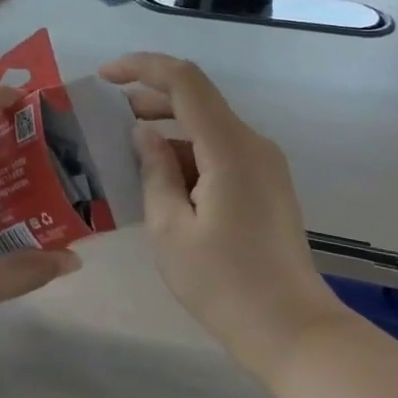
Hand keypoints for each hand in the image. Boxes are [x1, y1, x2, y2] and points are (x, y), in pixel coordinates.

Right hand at [100, 53, 347, 378]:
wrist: (292, 330)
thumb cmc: (223, 283)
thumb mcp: (170, 229)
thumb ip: (154, 171)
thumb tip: (145, 134)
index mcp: (229, 148)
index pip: (184, 81)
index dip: (142, 67)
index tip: (105, 76)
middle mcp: (253, 144)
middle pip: (198, 99)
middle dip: (151, 98)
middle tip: (109, 116)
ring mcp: (264, 165)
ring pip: (209, 127)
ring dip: (168, 130)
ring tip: (128, 154)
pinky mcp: (266, 185)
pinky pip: (221, 152)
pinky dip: (188, 154)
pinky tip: (162, 182)